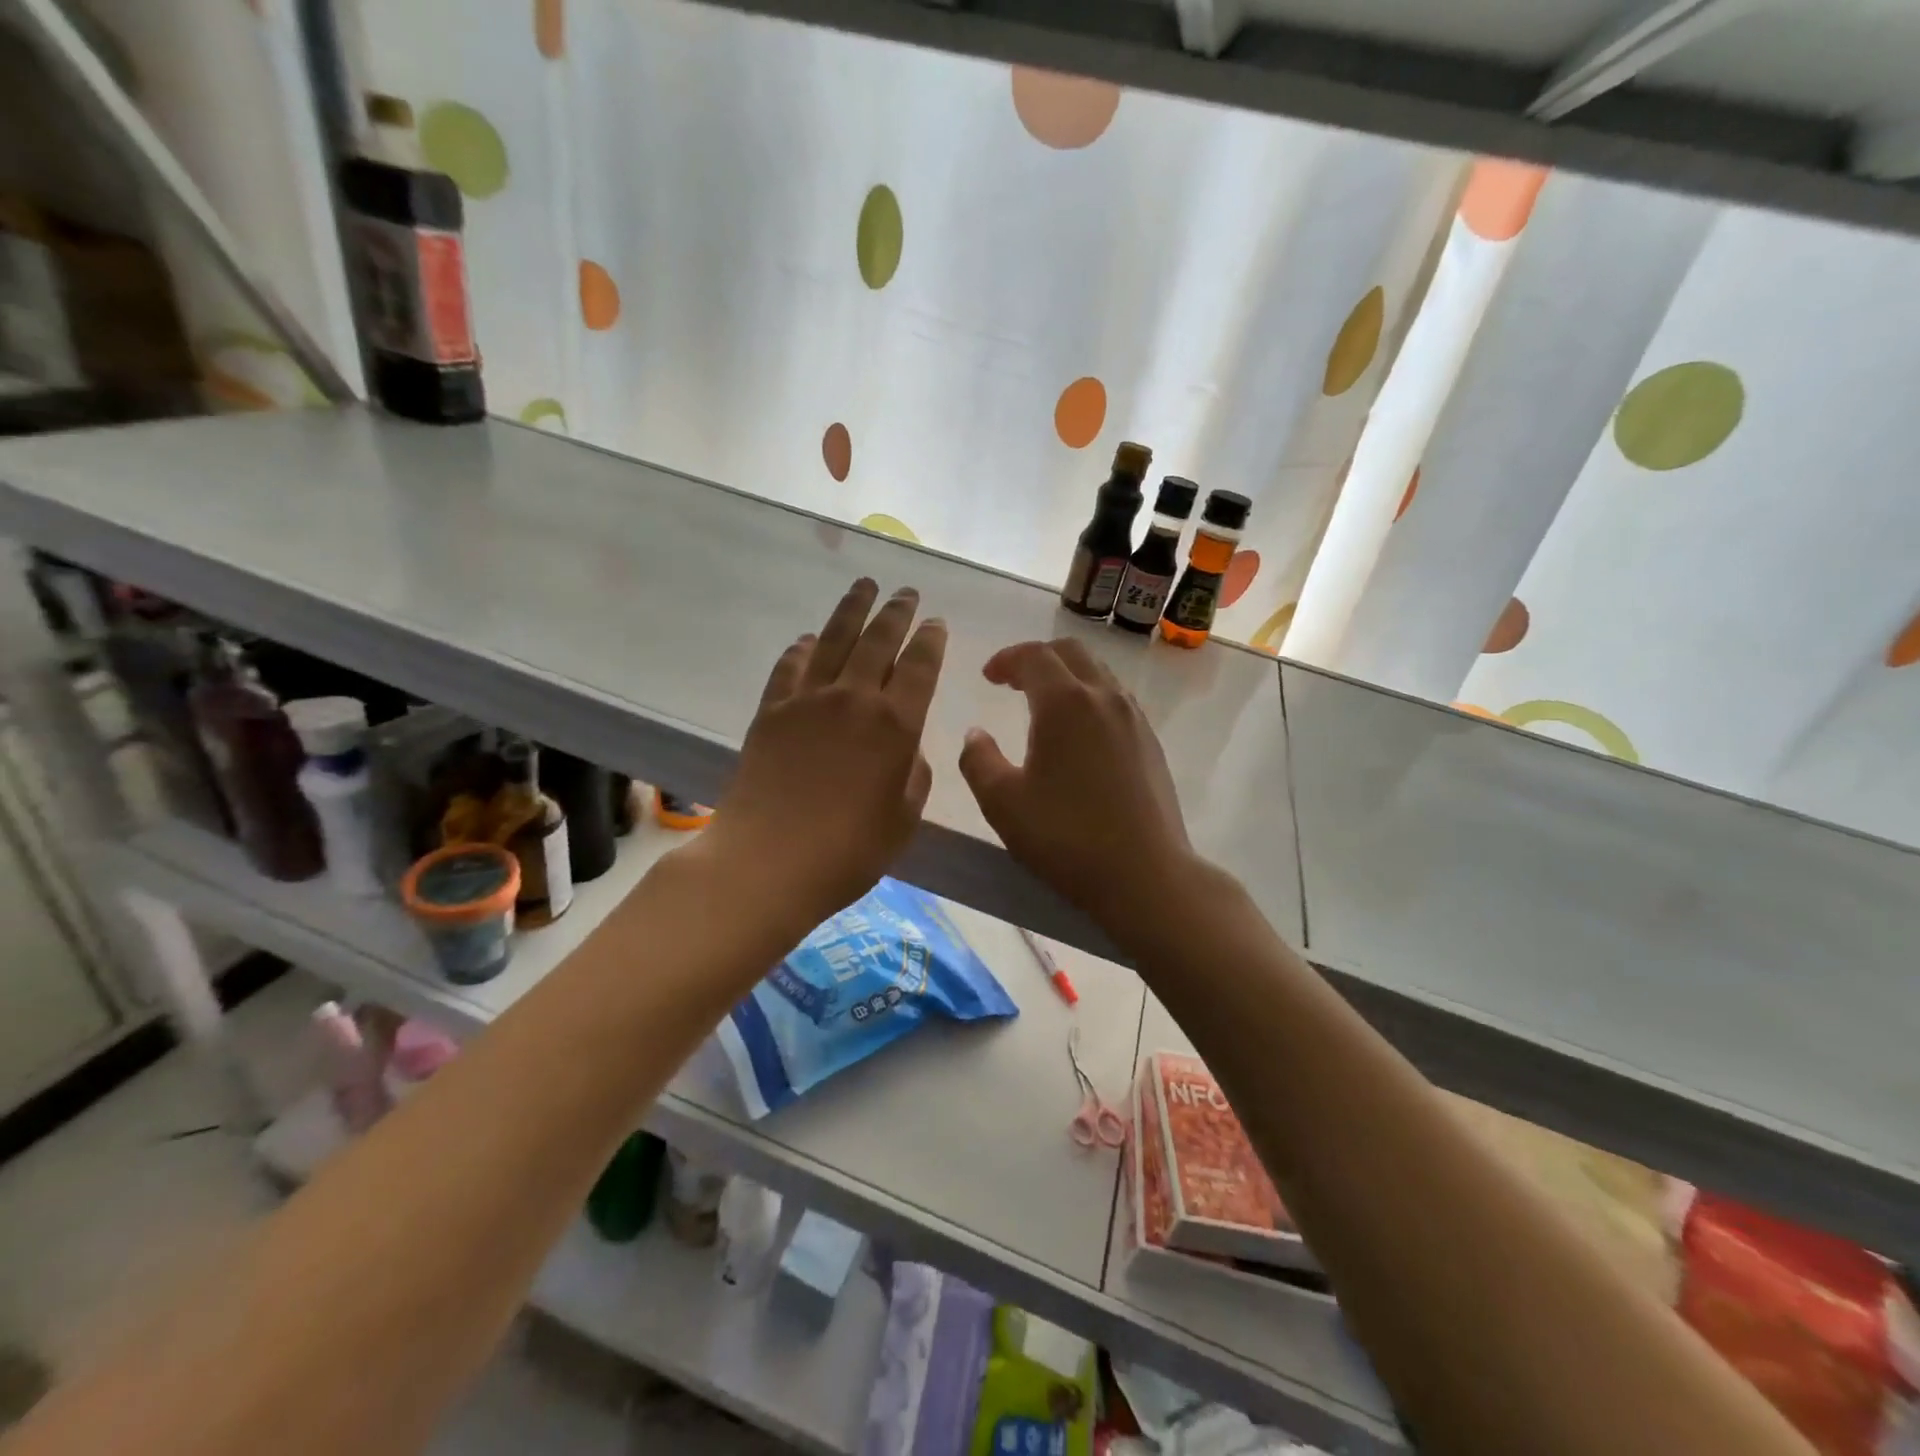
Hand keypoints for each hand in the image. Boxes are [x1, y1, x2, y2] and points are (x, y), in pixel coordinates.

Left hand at [703, 578, 946, 933]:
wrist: (768, 862)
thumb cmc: (848, 851)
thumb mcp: (903, 818)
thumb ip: (913, 775)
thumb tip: (905, 748)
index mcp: (895, 725)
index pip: (920, 666)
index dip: (931, 640)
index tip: (936, 621)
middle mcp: (854, 699)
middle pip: (879, 640)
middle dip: (897, 612)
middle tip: (906, 592)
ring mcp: (807, 701)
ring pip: (834, 640)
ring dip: (852, 610)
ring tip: (864, 585)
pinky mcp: (771, 712)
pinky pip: (790, 667)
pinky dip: (802, 648)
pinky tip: (809, 640)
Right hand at [959, 638, 1199, 936]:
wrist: (1145, 875)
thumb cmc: (1066, 837)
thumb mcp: (1002, 803)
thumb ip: (979, 760)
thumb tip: (976, 734)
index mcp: (1065, 703)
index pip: (1034, 656)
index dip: (1006, 659)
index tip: (988, 677)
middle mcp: (1104, 698)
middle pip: (1071, 653)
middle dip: (1037, 658)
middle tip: (1013, 682)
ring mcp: (1134, 718)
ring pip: (1099, 674)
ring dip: (1067, 676)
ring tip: (1044, 704)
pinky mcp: (1151, 742)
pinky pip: (1116, 699)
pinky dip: (1090, 697)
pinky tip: (1079, 733)